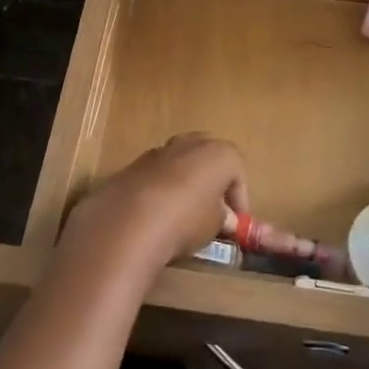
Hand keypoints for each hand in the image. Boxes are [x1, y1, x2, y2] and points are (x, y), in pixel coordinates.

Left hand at [61, 133, 248, 272]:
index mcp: (218, 152)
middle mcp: (190, 143)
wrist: (129, 221)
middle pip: (208, 158)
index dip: (239, 199)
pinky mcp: (134, 164)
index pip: (238, 172)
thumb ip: (223, 217)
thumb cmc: (186, 220)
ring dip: (186, 183)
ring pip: (180, 163)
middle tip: (213, 211)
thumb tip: (225, 219)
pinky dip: (161, 189)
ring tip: (184, 214)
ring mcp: (159, 150)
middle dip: (213, 182)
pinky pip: (156, 174)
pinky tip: (158, 214)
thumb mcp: (215, 225)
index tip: (236, 223)